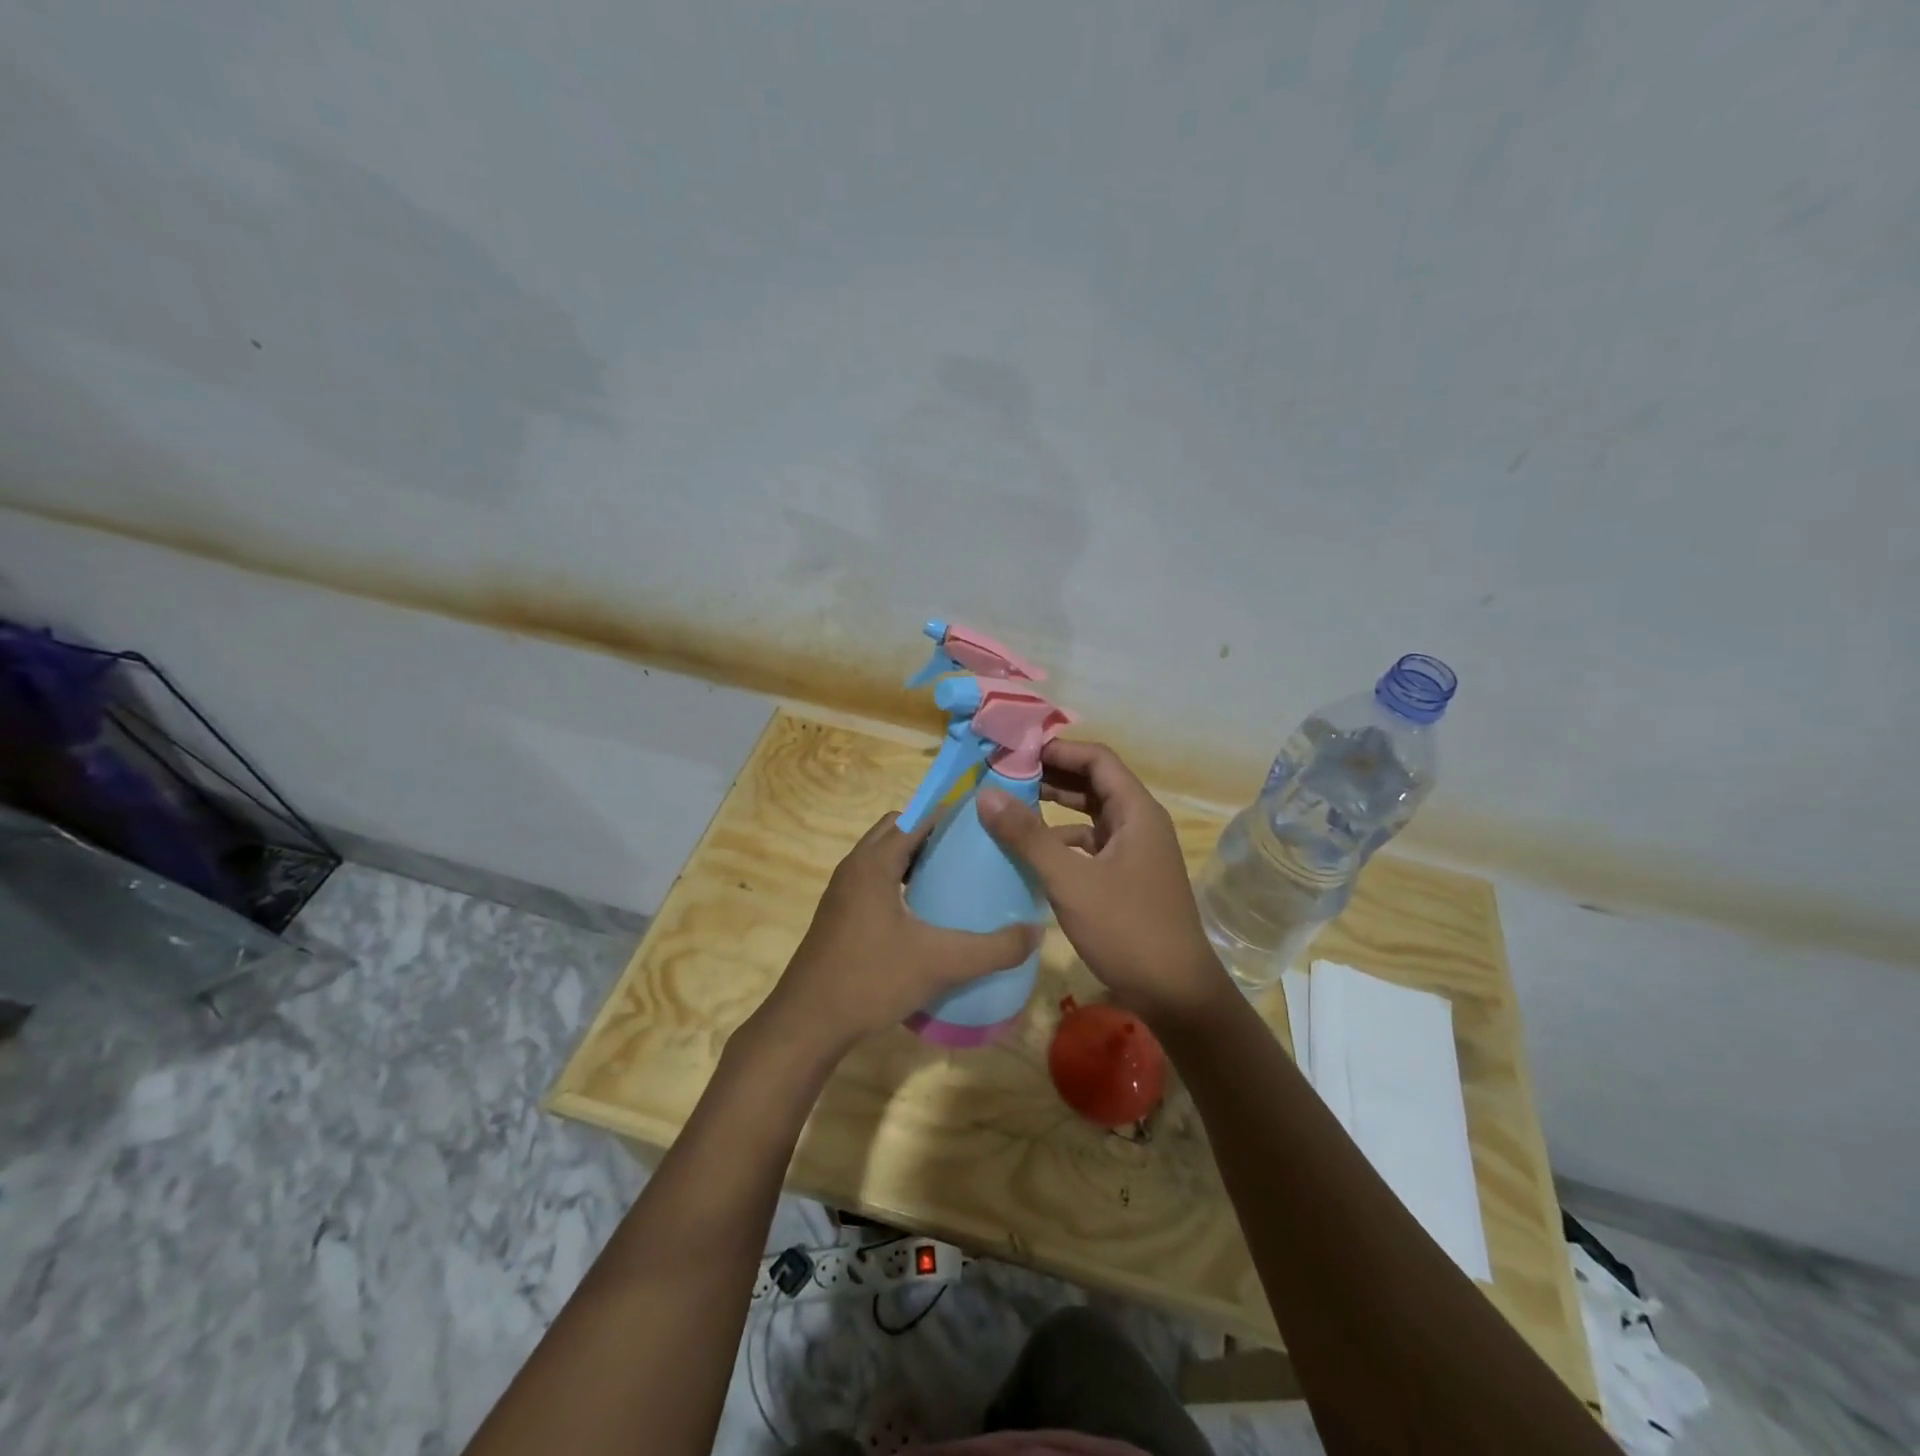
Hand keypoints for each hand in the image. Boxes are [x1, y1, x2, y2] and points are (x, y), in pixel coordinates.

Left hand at [756, 813, 1038, 1056]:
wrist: (807, 1024)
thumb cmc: (870, 979)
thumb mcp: (940, 963)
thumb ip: (993, 949)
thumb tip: (1036, 933)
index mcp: (874, 863)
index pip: (915, 817)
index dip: (949, 813)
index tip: (984, 820)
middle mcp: (854, 867)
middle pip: (897, 831)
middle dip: (932, 832)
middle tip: (971, 849)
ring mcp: (842, 892)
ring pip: (883, 857)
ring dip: (914, 858)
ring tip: (954, 877)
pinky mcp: (839, 916)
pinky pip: (875, 881)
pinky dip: (900, 881)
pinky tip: (925, 914)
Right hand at [976, 740, 1233, 1029]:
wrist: (1176, 994)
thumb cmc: (1127, 930)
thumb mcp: (1071, 881)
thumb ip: (1028, 836)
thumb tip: (986, 793)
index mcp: (1137, 812)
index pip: (1097, 759)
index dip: (1059, 749)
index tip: (1016, 751)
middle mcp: (1139, 824)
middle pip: (1094, 783)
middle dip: (1052, 775)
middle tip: (1006, 774)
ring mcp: (1135, 852)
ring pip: (1092, 815)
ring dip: (1056, 807)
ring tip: (1012, 805)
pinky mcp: (1127, 877)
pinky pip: (1091, 844)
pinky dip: (1064, 840)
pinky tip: (1034, 852)